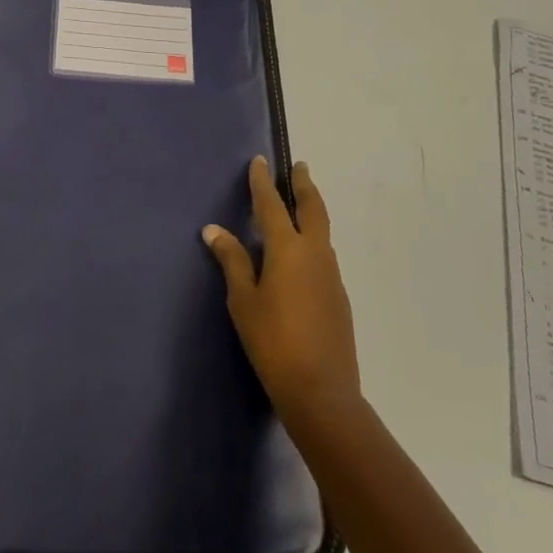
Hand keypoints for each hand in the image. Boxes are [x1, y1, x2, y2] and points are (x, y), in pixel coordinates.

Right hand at [202, 158, 359, 417]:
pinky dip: (313, 238)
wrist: (321, 391)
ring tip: (299, 204)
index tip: (260, 161)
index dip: (263, 182)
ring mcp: (331, 275)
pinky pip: (324, 254)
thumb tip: (214, 229)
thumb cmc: (272, 341)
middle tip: (298, 167)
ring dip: (312, 211)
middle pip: (312, 209)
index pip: (272, 205)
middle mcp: (315, 253)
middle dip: (303, 185)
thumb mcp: (243, 300)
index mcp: (288, 249)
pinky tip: (302, 253)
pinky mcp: (338, 296)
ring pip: (322, 231)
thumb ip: (232, 261)